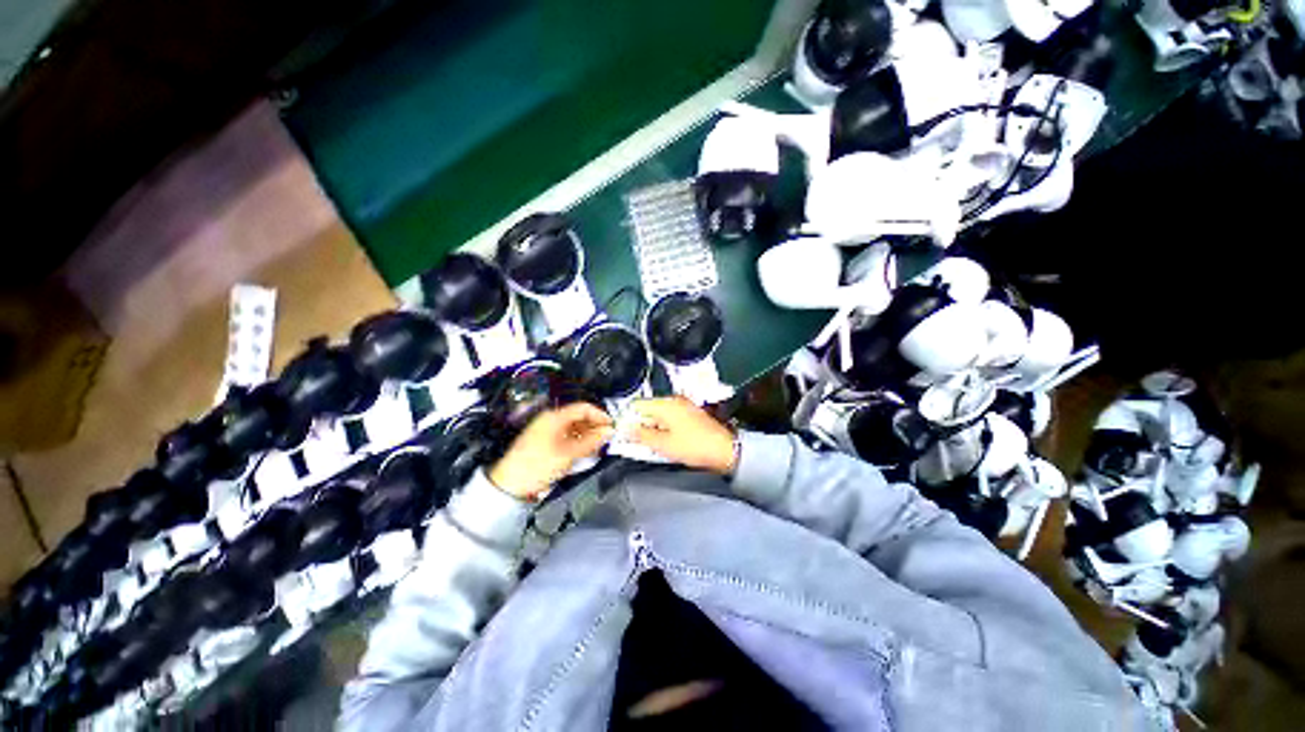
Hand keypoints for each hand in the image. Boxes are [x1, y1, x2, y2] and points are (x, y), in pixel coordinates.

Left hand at [488, 402, 614, 499]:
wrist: (509, 484)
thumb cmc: (537, 465)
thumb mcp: (568, 454)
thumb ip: (591, 441)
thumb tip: (609, 432)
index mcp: (555, 416)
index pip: (583, 408)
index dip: (600, 416)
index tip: (611, 426)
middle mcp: (550, 420)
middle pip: (579, 417)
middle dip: (594, 427)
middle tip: (607, 438)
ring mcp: (546, 430)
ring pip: (573, 427)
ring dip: (587, 435)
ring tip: (598, 447)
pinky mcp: (544, 442)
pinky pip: (566, 436)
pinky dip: (578, 442)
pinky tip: (584, 451)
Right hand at [625, 397, 736, 474]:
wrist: (724, 451)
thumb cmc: (696, 446)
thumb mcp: (663, 444)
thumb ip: (641, 435)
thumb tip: (626, 429)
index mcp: (666, 404)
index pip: (637, 405)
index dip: (627, 419)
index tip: (623, 433)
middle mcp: (674, 401)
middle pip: (647, 410)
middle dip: (641, 426)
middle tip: (638, 444)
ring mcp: (684, 407)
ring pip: (658, 416)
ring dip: (652, 429)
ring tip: (653, 446)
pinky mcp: (690, 415)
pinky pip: (669, 419)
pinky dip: (664, 429)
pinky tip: (666, 443)